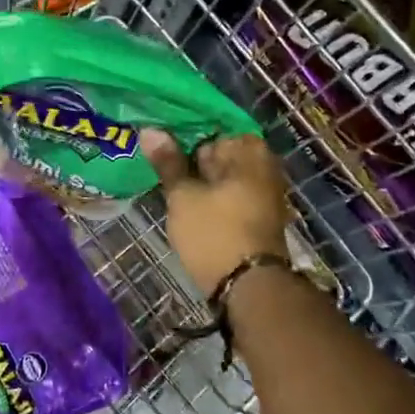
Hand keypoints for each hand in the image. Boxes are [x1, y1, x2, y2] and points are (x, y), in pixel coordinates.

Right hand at [141, 131, 289, 293]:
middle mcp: (264, 165)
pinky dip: (210, 194)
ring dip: (197, 177)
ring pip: (222, 174)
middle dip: (189, 155)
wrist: (249, 288)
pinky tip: (185, 200)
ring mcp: (264, 190)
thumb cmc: (214, 233)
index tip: (157, 138)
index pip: (210, 125)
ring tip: (164, 179)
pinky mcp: (257, 214)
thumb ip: (168, 162)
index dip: (181, 131)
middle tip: (156, 160)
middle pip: (218, 150)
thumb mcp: (183, 196)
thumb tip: (151, 130)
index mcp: (249, 150)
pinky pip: (229, 192)